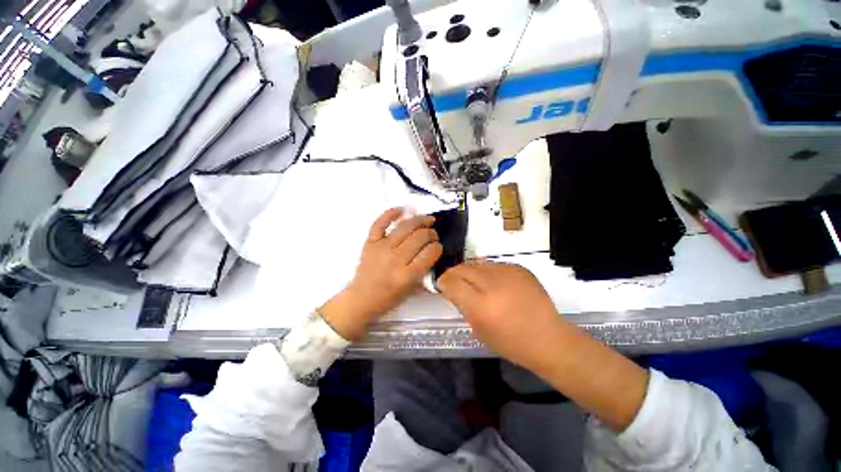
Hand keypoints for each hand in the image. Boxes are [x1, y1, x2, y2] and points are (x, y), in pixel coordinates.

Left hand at [320, 208, 442, 339]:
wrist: (363, 297)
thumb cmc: (390, 297)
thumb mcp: (413, 289)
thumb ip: (425, 270)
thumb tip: (434, 250)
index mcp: (407, 275)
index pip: (430, 252)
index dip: (438, 247)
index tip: (438, 246)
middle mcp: (395, 259)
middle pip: (420, 237)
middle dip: (431, 233)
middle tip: (433, 235)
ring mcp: (382, 248)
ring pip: (406, 227)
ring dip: (420, 221)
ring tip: (427, 220)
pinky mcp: (371, 242)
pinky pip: (380, 223)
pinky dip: (391, 213)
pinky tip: (403, 210)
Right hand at [440, 261, 648, 431]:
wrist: (548, 338)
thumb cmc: (511, 342)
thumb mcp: (478, 329)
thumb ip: (463, 305)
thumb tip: (453, 288)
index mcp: (480, 305)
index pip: (451, 283)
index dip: (443, 282)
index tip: (442, 285)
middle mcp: (492, 284)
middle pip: (462, 268)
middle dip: (454, 273)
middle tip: (454, 281)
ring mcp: (507, 273)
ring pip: (477, 264)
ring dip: (471, 272)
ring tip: (475, 283)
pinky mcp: (519, 268)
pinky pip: (494, 266)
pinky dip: (488, 273)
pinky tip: (494, 284)